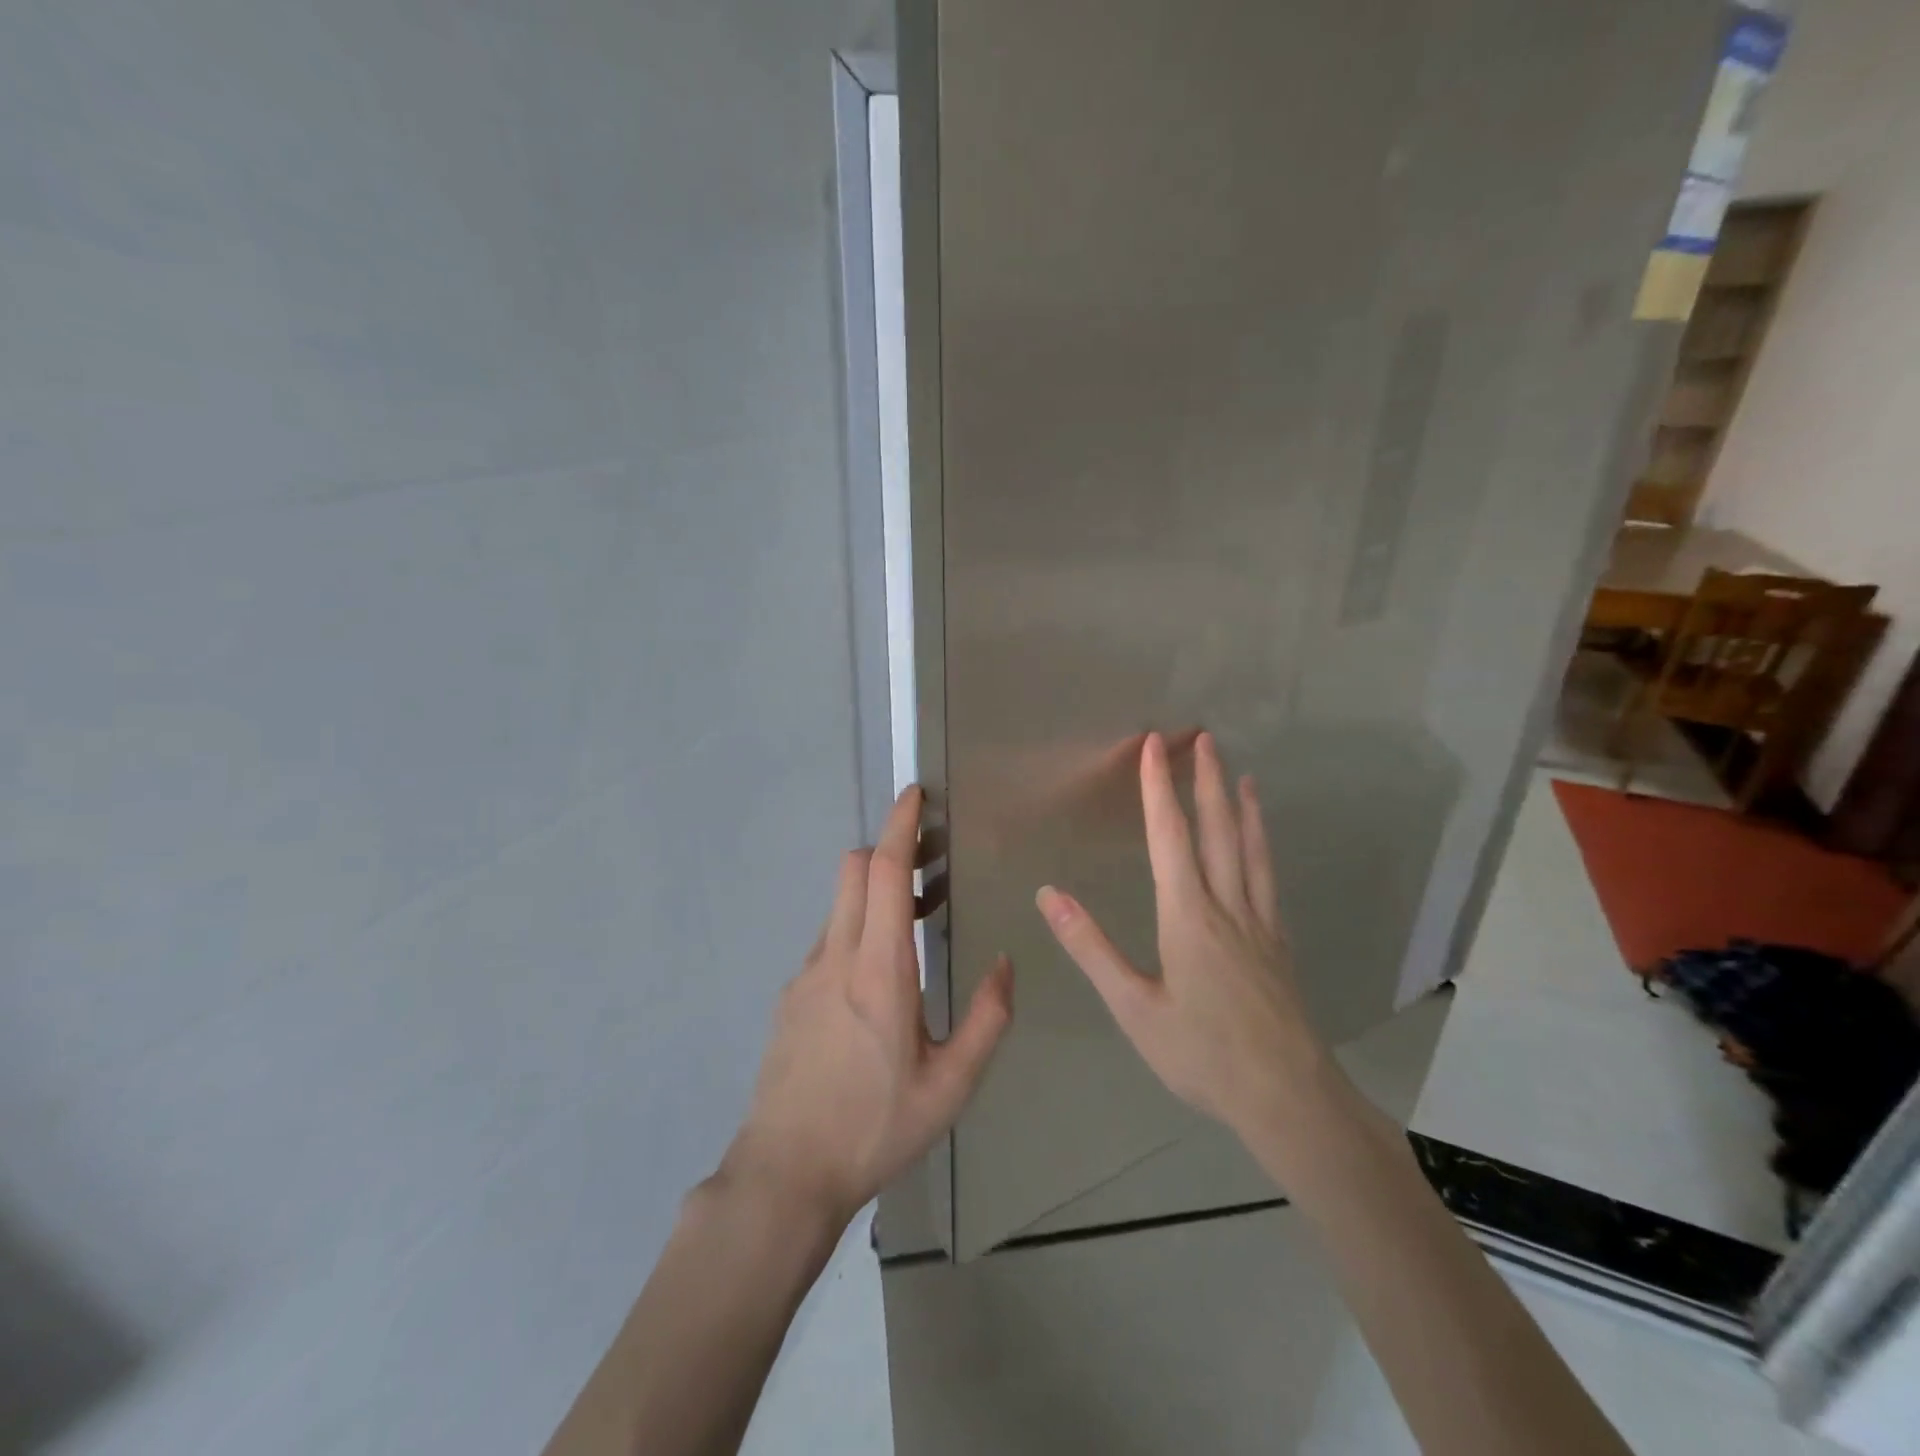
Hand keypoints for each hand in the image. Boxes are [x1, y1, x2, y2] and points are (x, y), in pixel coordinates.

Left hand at [722, 787, 1013, 1227]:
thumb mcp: (951, 1086)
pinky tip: (876, 979)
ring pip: (838, 904)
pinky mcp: (790, 996)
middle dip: (885, 848)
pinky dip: (855, 929)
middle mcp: (836, 957)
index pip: (882, 873)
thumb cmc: (875, 1128)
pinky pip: (827, 940)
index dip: (898, 827)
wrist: (785, 1173)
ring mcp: (806, 974)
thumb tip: (1006, 964)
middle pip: (852, 871)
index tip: (913, 795)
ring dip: (872, 892)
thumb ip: (987, 1020)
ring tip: (912, 922)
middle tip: (926, 862)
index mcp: (879, 970)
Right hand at [1036, 731, 1326, 1143]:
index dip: (1158, 789)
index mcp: (1187, 916)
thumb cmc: (1202, 1054)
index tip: (1154, 745)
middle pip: (1218, 831)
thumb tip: (1047, 894)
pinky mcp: (1279, 944)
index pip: (1170, 837)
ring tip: (1242, 775)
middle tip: (1205, 738)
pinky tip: (1262, 846)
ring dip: (1243, 808)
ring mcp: (1260, 924)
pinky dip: (1263, 848)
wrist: (1289, 1098)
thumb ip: (1090, 947)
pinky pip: (1268, 879)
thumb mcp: (1133, 1007)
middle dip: (1206, 781)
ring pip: (1251, 851)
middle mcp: (1227, 907)